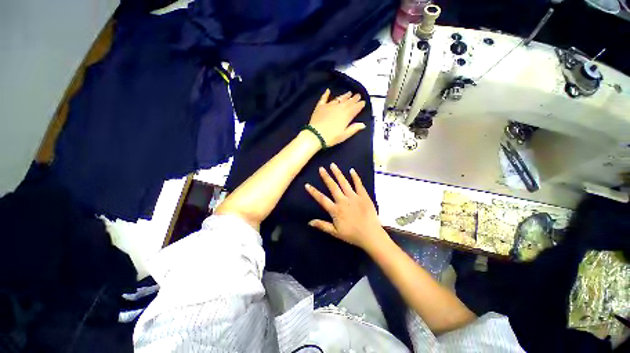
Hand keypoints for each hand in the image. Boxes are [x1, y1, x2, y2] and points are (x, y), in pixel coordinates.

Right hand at [305, 163, 387, 250]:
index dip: (313, 192)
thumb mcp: (335, 232)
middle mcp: (343, 200)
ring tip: (333, 165)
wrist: (371, 235)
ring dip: (338, 173)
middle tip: (321, 168)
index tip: (307, 185)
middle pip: (332, 187)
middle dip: (326, 177)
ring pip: (344, 183)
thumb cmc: (352, 235)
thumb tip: (309, 222)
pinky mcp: (364, 196)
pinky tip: (352, 170)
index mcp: (335, 210)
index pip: (321, 199)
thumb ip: (322, 225)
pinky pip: (359, 184)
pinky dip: (355, 177)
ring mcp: (354, 197)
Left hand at [308, 89, 365, 146]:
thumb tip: (363, 124)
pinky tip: (328, 90)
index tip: (363, 102)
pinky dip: (326, 94)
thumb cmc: (331, 137)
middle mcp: (339, 108)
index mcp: (346, 115)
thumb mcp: (344, 135)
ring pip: (339, 99)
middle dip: (354, 98)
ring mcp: (329, 106)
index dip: (360, 104)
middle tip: (358, 95)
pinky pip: (324, 98)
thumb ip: (353, 129)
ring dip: (344, 96)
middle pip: (348, 102)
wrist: (315, 135)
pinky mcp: (320, 106)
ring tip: (349, 93)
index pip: (355, 108)